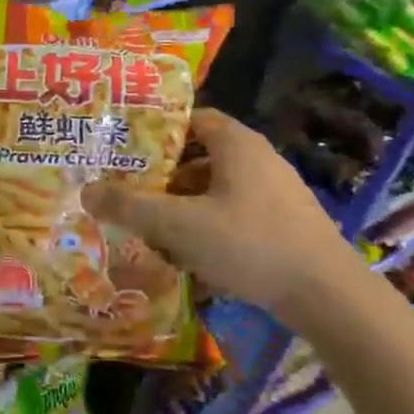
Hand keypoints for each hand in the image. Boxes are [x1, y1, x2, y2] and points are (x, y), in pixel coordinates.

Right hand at [83, 108, 361, 326]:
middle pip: (199, 157)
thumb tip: (86, 191)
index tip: (125, 149)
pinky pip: (234, 214)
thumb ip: (129, 207)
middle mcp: (259, 159)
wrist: (328, 295)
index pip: (192, 118)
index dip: (157, 130)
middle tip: (128, 194)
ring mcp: (276, 193)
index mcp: (236, 144)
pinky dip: (207, 226)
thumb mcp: (178, 225)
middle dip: (162, 176)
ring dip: (183, 206)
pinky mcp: (285, 224)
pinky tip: (190, 256)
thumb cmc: (249, 244)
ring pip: (215, 189)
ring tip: (152, 230)